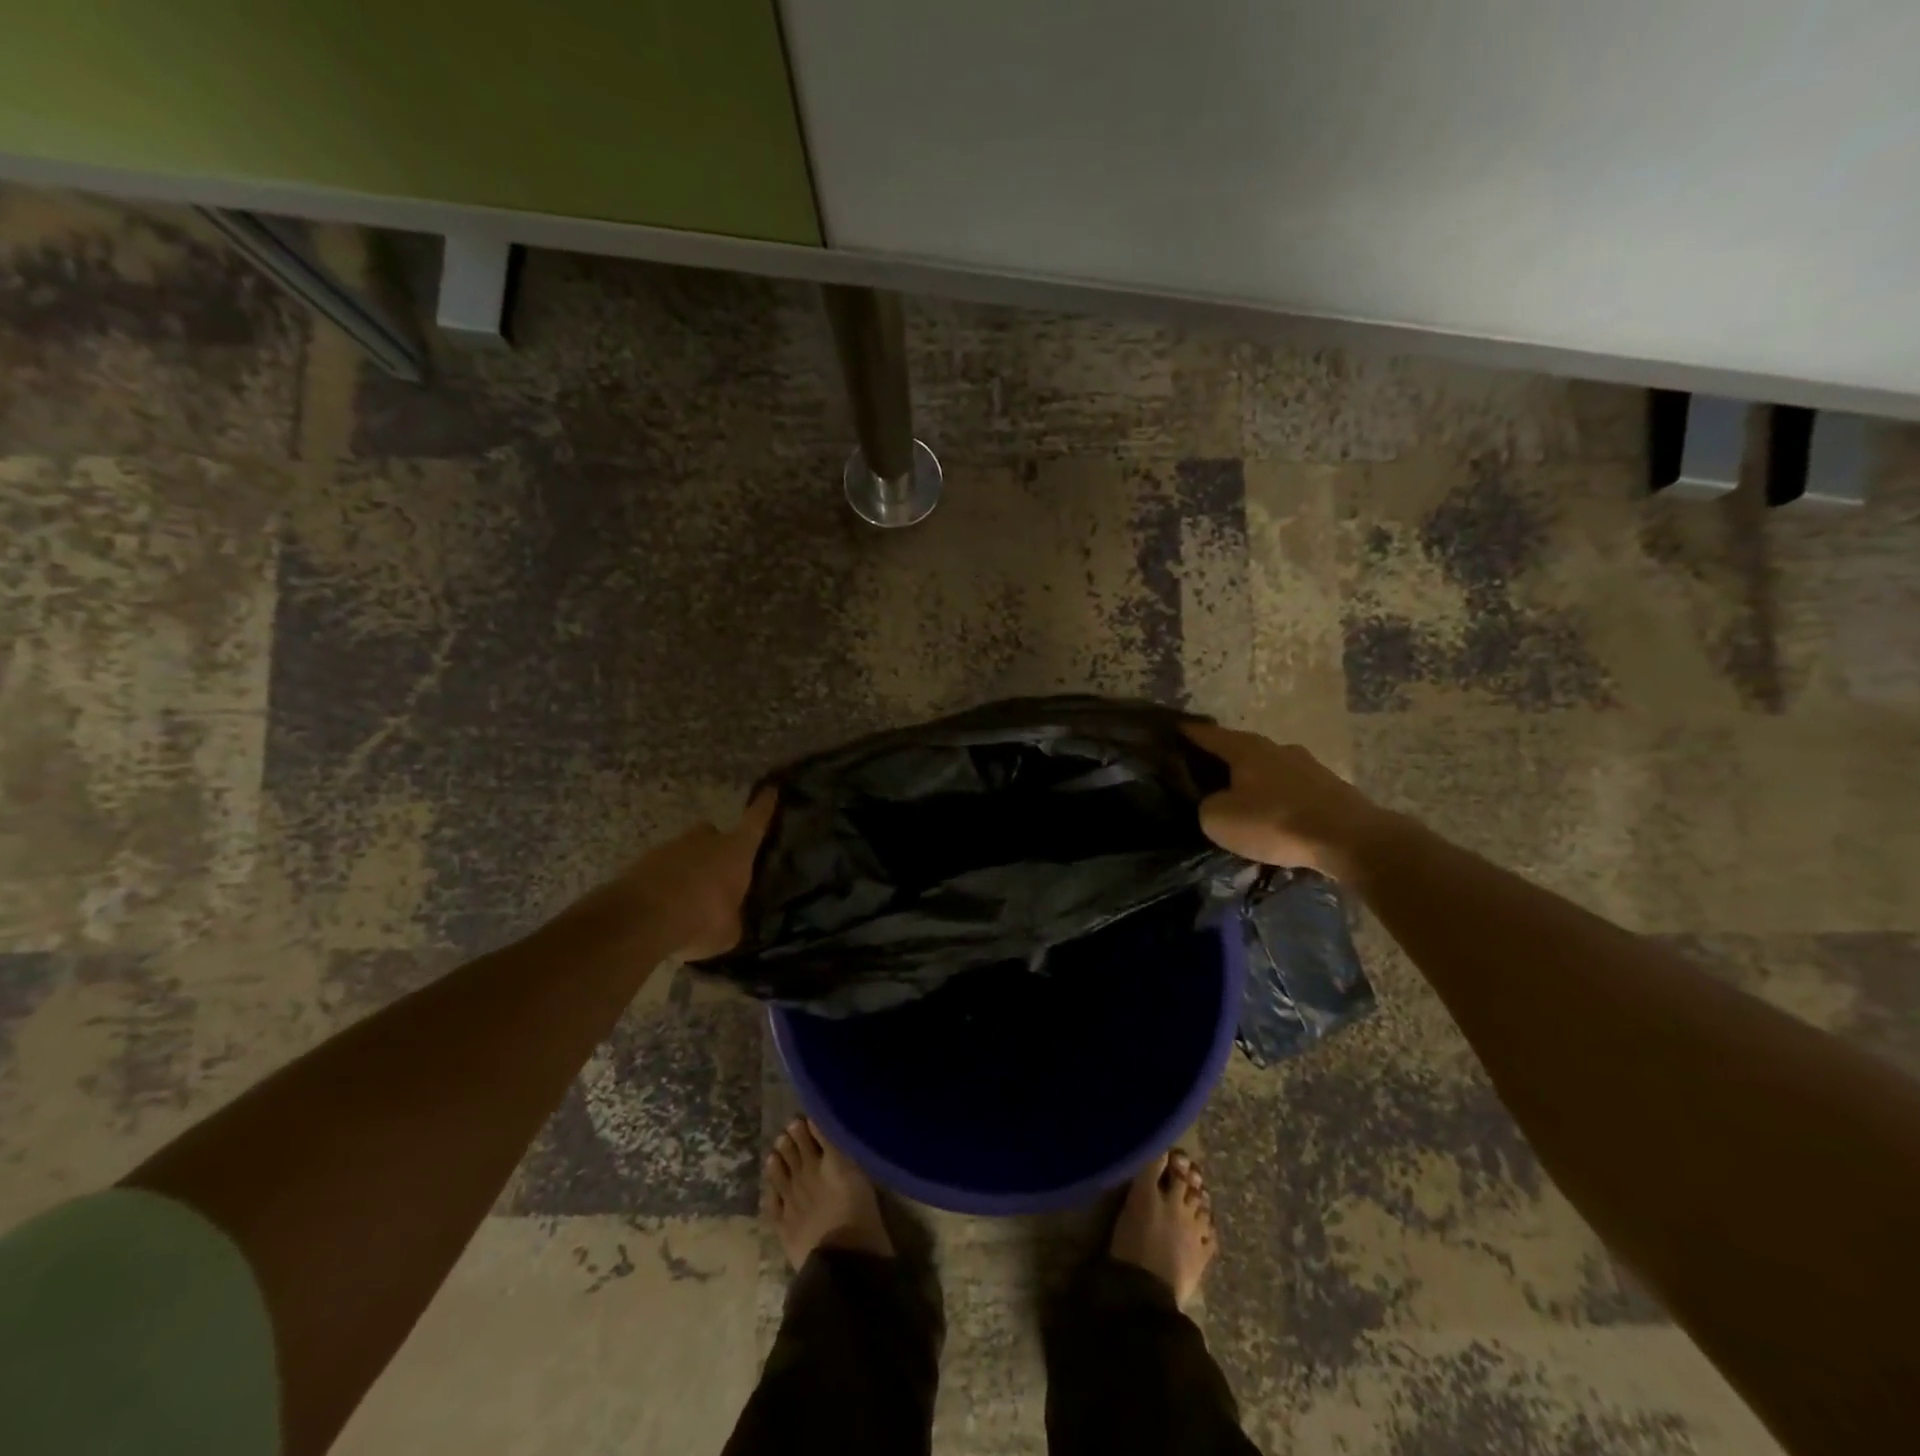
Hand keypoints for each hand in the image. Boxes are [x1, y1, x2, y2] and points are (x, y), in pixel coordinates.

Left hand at [613, 791, 776, 957]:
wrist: (641, 919)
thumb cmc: (701, 919)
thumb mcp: (729, 932)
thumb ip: (733, 920)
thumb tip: (731, 919)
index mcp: (736, 851)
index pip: (756, 821)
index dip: (765, 807)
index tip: (770, 790)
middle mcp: (706, 840)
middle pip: (714, 833)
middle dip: (716, 847)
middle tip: (717, 871)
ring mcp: (671, 847)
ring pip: (686, 851)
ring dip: (688, 868)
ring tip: (687, 898)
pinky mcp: (642, 861)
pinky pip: (661, 868)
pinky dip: (665, 882)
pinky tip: (664, 906)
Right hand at [1181, 722, 1389, 879]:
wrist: (1349, 838)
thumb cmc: (1275, 821)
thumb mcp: (1219, 819)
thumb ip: (1207, 805)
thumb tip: (1214, 802)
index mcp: (1245, 748)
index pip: (1208, 734)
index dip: (1189, 733)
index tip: (1173, 730)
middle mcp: (1276, 748)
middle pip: (1241, 749)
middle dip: (1223, 759)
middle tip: (1204, 771)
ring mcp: (1308, 766)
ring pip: (1269, 769)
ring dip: (1254, 780)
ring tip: (1241, 797)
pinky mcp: (1331, 788)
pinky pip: (1292, 788)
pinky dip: (1278, 797)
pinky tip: (1274, 814)